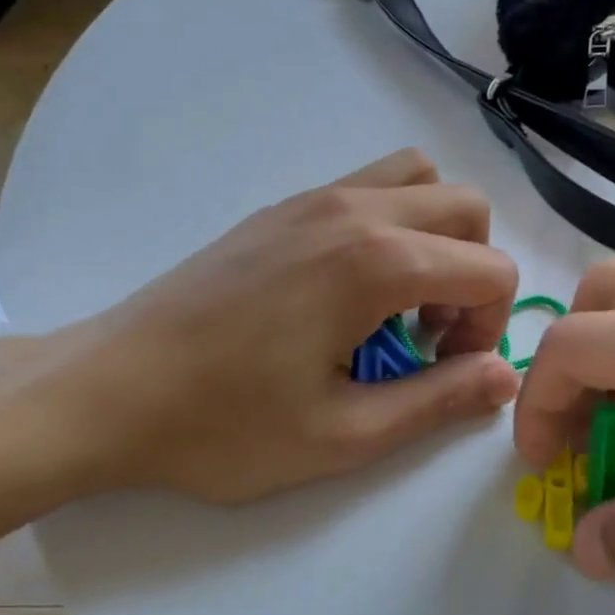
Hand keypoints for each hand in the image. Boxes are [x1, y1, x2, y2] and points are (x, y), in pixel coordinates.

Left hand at [27, 149, 519, 504]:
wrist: (109, 388)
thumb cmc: (224, 424)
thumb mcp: (344, 435)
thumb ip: (438, 401)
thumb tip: (505, 378)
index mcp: (376, 261)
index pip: (490, 268)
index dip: (490, 327)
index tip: (446, 371)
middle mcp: (352, 209)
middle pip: (466, 206)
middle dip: (475, 272)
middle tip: (431, 335)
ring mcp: (311, 199)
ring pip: (417, 179)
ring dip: (437, 236)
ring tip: (399, 302)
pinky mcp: (281, 208)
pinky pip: (367, 187)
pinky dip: (392, 224)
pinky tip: (350, 290)